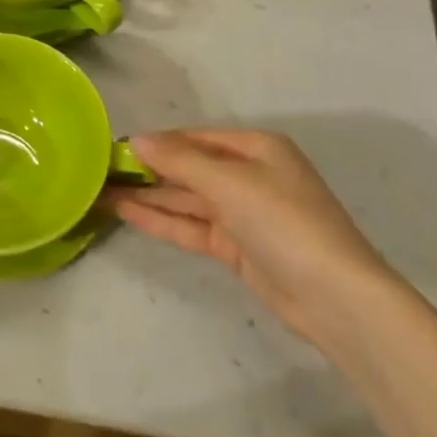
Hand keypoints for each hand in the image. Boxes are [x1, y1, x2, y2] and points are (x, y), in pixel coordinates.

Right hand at [104, 128, 397, 345]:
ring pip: (187, 199)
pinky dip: (162, 220)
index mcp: (256, 148)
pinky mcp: (237, 248)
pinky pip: (192, 227)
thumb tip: (136, 139)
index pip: (195, 138)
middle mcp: (249, 175)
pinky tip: (127, 213)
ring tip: (102, 191)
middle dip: (149, 169)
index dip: (157, 141)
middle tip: (101, 170)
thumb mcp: (230, 183)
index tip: (115, 146)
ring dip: (149, 196)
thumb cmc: (285, 222)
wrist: (336, 298)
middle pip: (190, 168)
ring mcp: (243, 214)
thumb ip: (180, 161)